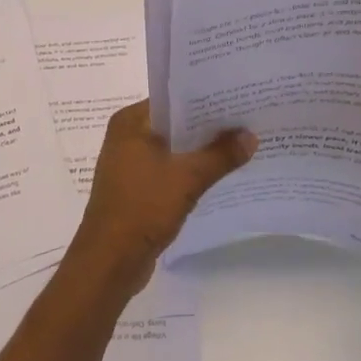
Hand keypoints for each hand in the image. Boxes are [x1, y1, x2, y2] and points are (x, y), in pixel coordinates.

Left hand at [70, 101, 257, 298]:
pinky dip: (189, 171)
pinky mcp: (136, 188)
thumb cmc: (142, 207)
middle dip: (207, 126)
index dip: (205, 99)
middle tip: (246, 120)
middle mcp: (126, 137)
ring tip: (239, 144)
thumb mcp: (188, 178)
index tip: (236, 98)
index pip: (172, 99)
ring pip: (172, 149)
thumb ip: (221, 155)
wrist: (110, 262)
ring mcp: (129, 164)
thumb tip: (251, 135)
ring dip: (200, 150)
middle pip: (174, 124)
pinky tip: (219, 173)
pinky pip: (168, 170)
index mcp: (130, 122)